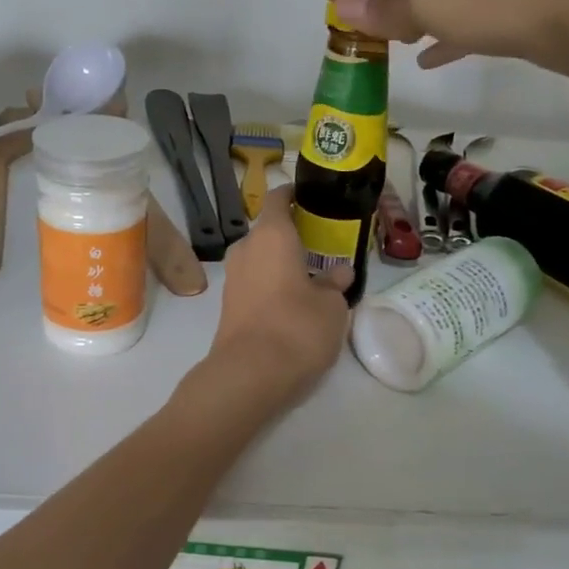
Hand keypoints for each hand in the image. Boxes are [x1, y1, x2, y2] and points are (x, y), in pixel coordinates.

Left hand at [203, 186, 350, 403]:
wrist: (249, 374)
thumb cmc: (297, 327)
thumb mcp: (331, 306)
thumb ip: (335, 283)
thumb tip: (339, 273)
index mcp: (271, 235)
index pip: (278, 198)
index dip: (294, 194)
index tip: (313, 198)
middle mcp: (246, 249)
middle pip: (269, 231)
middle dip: (293, 235)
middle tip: (323, 245)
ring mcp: (233, 277)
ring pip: (261, 258)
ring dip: (282, 262)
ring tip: (313, 276)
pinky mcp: (229, 304)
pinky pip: (254, 281)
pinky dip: (272, 284)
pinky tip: (294, 301)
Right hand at [320, 0, 568, 80]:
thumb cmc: (508, 2)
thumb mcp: (436, 2)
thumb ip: (388, 7)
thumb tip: (343, 8)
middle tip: (356, 25)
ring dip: (410, 17)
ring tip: (386, 42)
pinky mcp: (515, 4)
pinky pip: (464, 18)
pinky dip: (442, 34)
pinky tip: (427, 58)